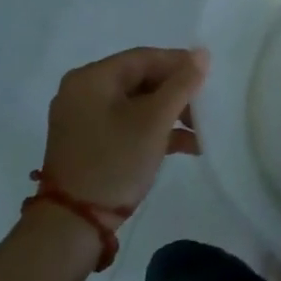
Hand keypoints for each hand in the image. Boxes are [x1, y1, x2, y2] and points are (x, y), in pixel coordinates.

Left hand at [41, 47, 206, 208]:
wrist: (72, 226)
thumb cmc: (115, 161)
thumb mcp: (155, 120)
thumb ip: (182, 84)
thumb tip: (203, 53)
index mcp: (92, 78)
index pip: (144, 58)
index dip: (179, 64)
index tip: (208, 78)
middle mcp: (82, 91)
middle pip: (140, 80)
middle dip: (176, 94)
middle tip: (204, 108)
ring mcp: (83, 119)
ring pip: (136, 104)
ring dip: (169, 115)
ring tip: (200, 131)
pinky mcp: (88, 142)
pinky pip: (126, 123)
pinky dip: (153, 130)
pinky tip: (184, 146)